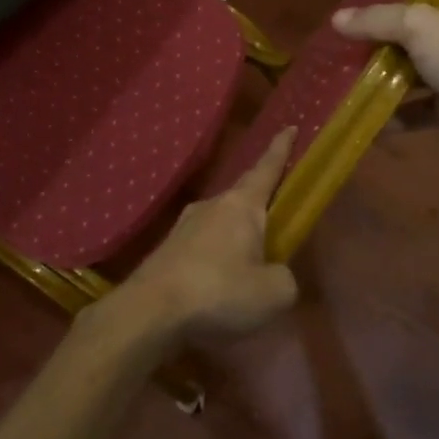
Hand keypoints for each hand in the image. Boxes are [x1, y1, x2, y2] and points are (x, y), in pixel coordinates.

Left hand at [101, 128, 299, 351]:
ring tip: (249, 267)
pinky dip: (216, 260)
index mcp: (241, 205)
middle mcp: (212, 205)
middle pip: (244, 198)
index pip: (267, 168)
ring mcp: (184, 226)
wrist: (149, 311)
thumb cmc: (219, 291)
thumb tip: (275, 273)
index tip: (289, 127)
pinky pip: (203, 247)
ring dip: (237, 238)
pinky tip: (219, 286)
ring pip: (221, 224)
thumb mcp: (273, 293)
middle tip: (277, 218)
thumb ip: (284, 278)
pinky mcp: (168, 250)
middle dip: (261, 205)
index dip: (280, 149)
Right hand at [333, 0, 438, 163]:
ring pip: (414, 72)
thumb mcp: (418, 25)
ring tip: (345, 79)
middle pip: (415, 34)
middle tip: (343, 45)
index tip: (356, 10)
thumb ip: (377, 20)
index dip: (391, 0)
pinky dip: (394, 112)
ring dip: (384, 78)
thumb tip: (335, 19)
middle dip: (381, 43)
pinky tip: (364, 115)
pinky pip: (417, 107)